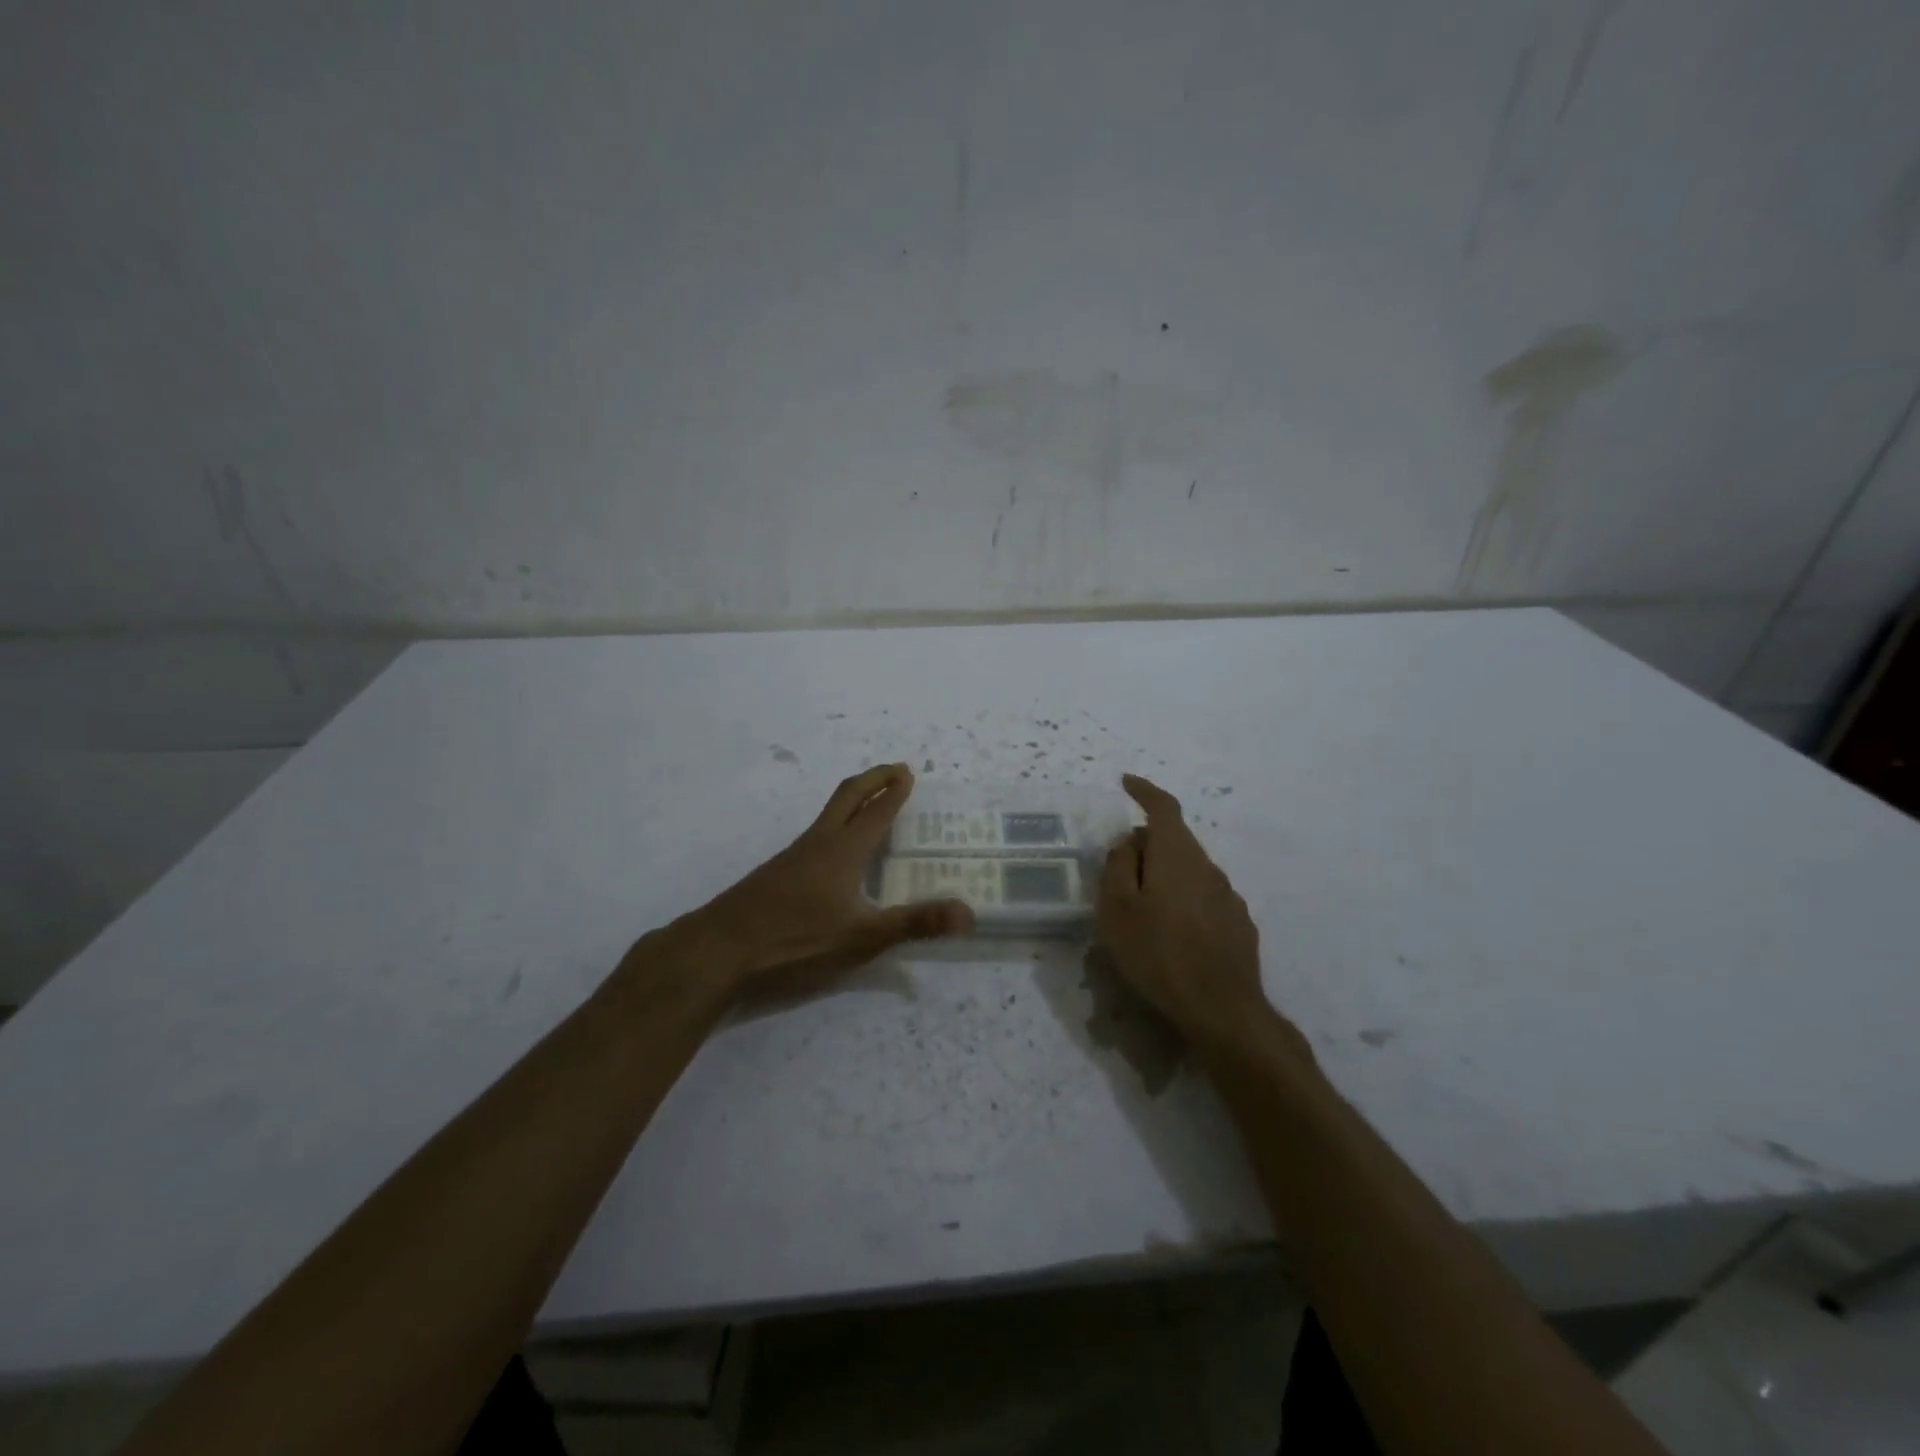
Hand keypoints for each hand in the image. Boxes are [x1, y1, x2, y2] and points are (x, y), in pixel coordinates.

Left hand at [665, 763, 972, 1003]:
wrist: (720, 948)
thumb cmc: (796, 938)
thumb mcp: (862, 937)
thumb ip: (915, 924)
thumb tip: (968, 912)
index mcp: (844, 850)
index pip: (876, 811)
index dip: (894, 792)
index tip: (908, 772)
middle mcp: (819, 842)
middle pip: (848, 796)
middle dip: (873, 779)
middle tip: (895, 769)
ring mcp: (793, 855)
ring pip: (828, 814)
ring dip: (853, 800)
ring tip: (870, 805)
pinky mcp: (776, 872)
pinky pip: (815, 834)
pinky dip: (835, 825)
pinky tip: (834, 852)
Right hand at [1098, 774, 1302, 1057]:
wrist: (1221, 1010)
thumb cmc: (1158, 954)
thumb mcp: (1117, 909)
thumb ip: (1119, 866)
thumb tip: (1130, 841)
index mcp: (1176, 855)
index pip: (1163, 807)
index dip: (1145, 791)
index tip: (1127, 782)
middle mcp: (1208, 867)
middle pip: (1176, 840)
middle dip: (1148, 844)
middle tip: (1121, 869)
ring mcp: (1229, 896)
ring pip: (1191, 870)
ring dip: (1167, 875)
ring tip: (1145, 908)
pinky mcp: (1240, 925)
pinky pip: (1206, 897)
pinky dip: (1185, 901)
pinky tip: (1175, 933)